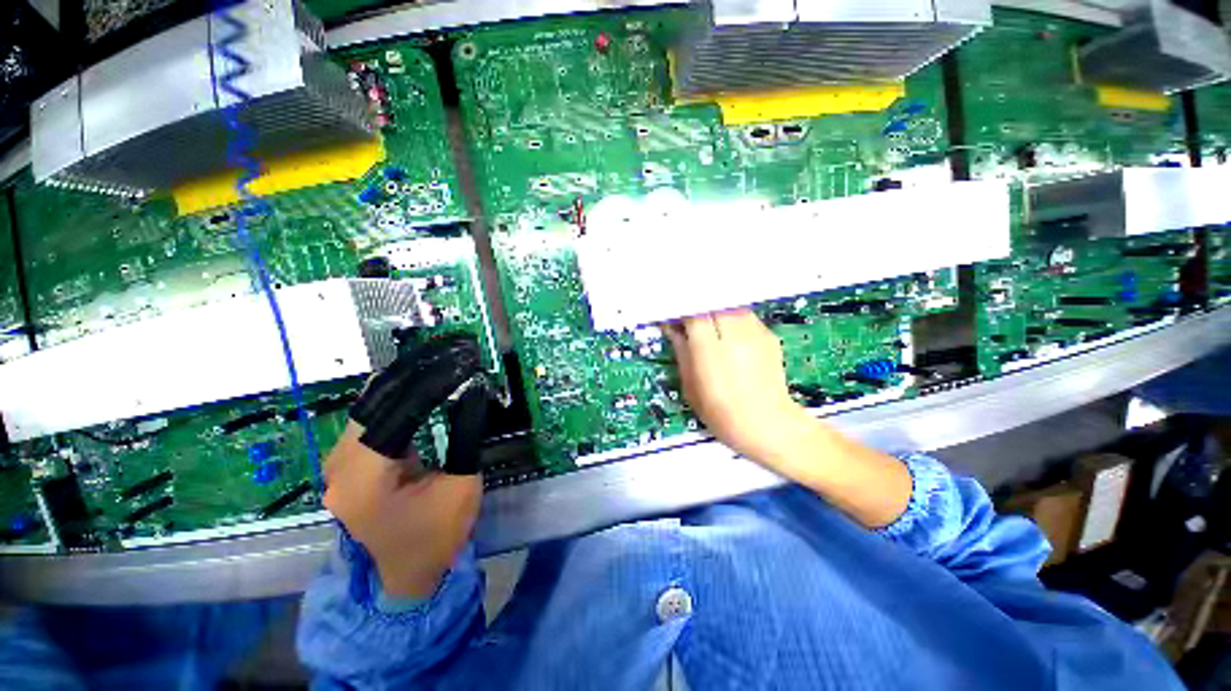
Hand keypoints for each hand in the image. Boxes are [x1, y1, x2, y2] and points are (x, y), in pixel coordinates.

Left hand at [325, 335, 489, 598]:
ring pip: (370, 403)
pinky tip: (419, 379)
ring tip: (440, 359)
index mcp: (364, 478)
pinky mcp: (348, 460)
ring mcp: (338, 461)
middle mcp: (339, 464)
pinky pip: (371, 415)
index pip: (399, 412)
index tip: (464, 362)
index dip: (434, 383)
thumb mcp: (461, 487)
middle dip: (417, 371)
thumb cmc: (435, 537)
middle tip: (452, 351)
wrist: (404, 576)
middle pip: (376, 400)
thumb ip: (465, 436)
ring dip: (406, 378)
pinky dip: (397, 394)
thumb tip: (473, 392)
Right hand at [662, 309, 812, 468]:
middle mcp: (735, 334)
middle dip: (697, 306)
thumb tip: (671, 328)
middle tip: (688, 318)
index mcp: (711, 349)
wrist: (768, 425)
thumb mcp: (690, 386)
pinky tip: (729, 334)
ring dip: (715, 310)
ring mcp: (755, 332)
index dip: (680, 309)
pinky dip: (731, 317)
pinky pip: (744, 315)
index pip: (693, 312)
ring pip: (729, 304)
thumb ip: (681, 350)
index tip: (672, 314)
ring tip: (709, 326)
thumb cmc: (721, 413)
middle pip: (712, 302)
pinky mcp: (769, 335)